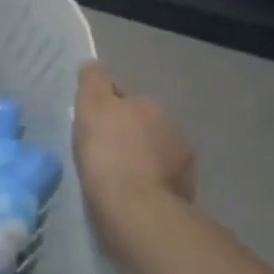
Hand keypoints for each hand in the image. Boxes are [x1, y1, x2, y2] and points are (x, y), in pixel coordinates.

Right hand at [74, 63, 194, 246]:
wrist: (134, 209)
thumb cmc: (108, 151)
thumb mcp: (91, 105)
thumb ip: (93, 80)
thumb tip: (93, 64)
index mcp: (151, 106)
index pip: (125, 99)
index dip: (105, 110)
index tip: (90, 125)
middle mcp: (174, 130)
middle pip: (142, 126)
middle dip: (126, 135)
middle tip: (100, 151)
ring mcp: (183, 165)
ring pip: (153, 155)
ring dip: (138, 160)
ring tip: (114, 178)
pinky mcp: (184, 196)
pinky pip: (158, 182)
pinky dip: (145, 185)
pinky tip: (128, 196)